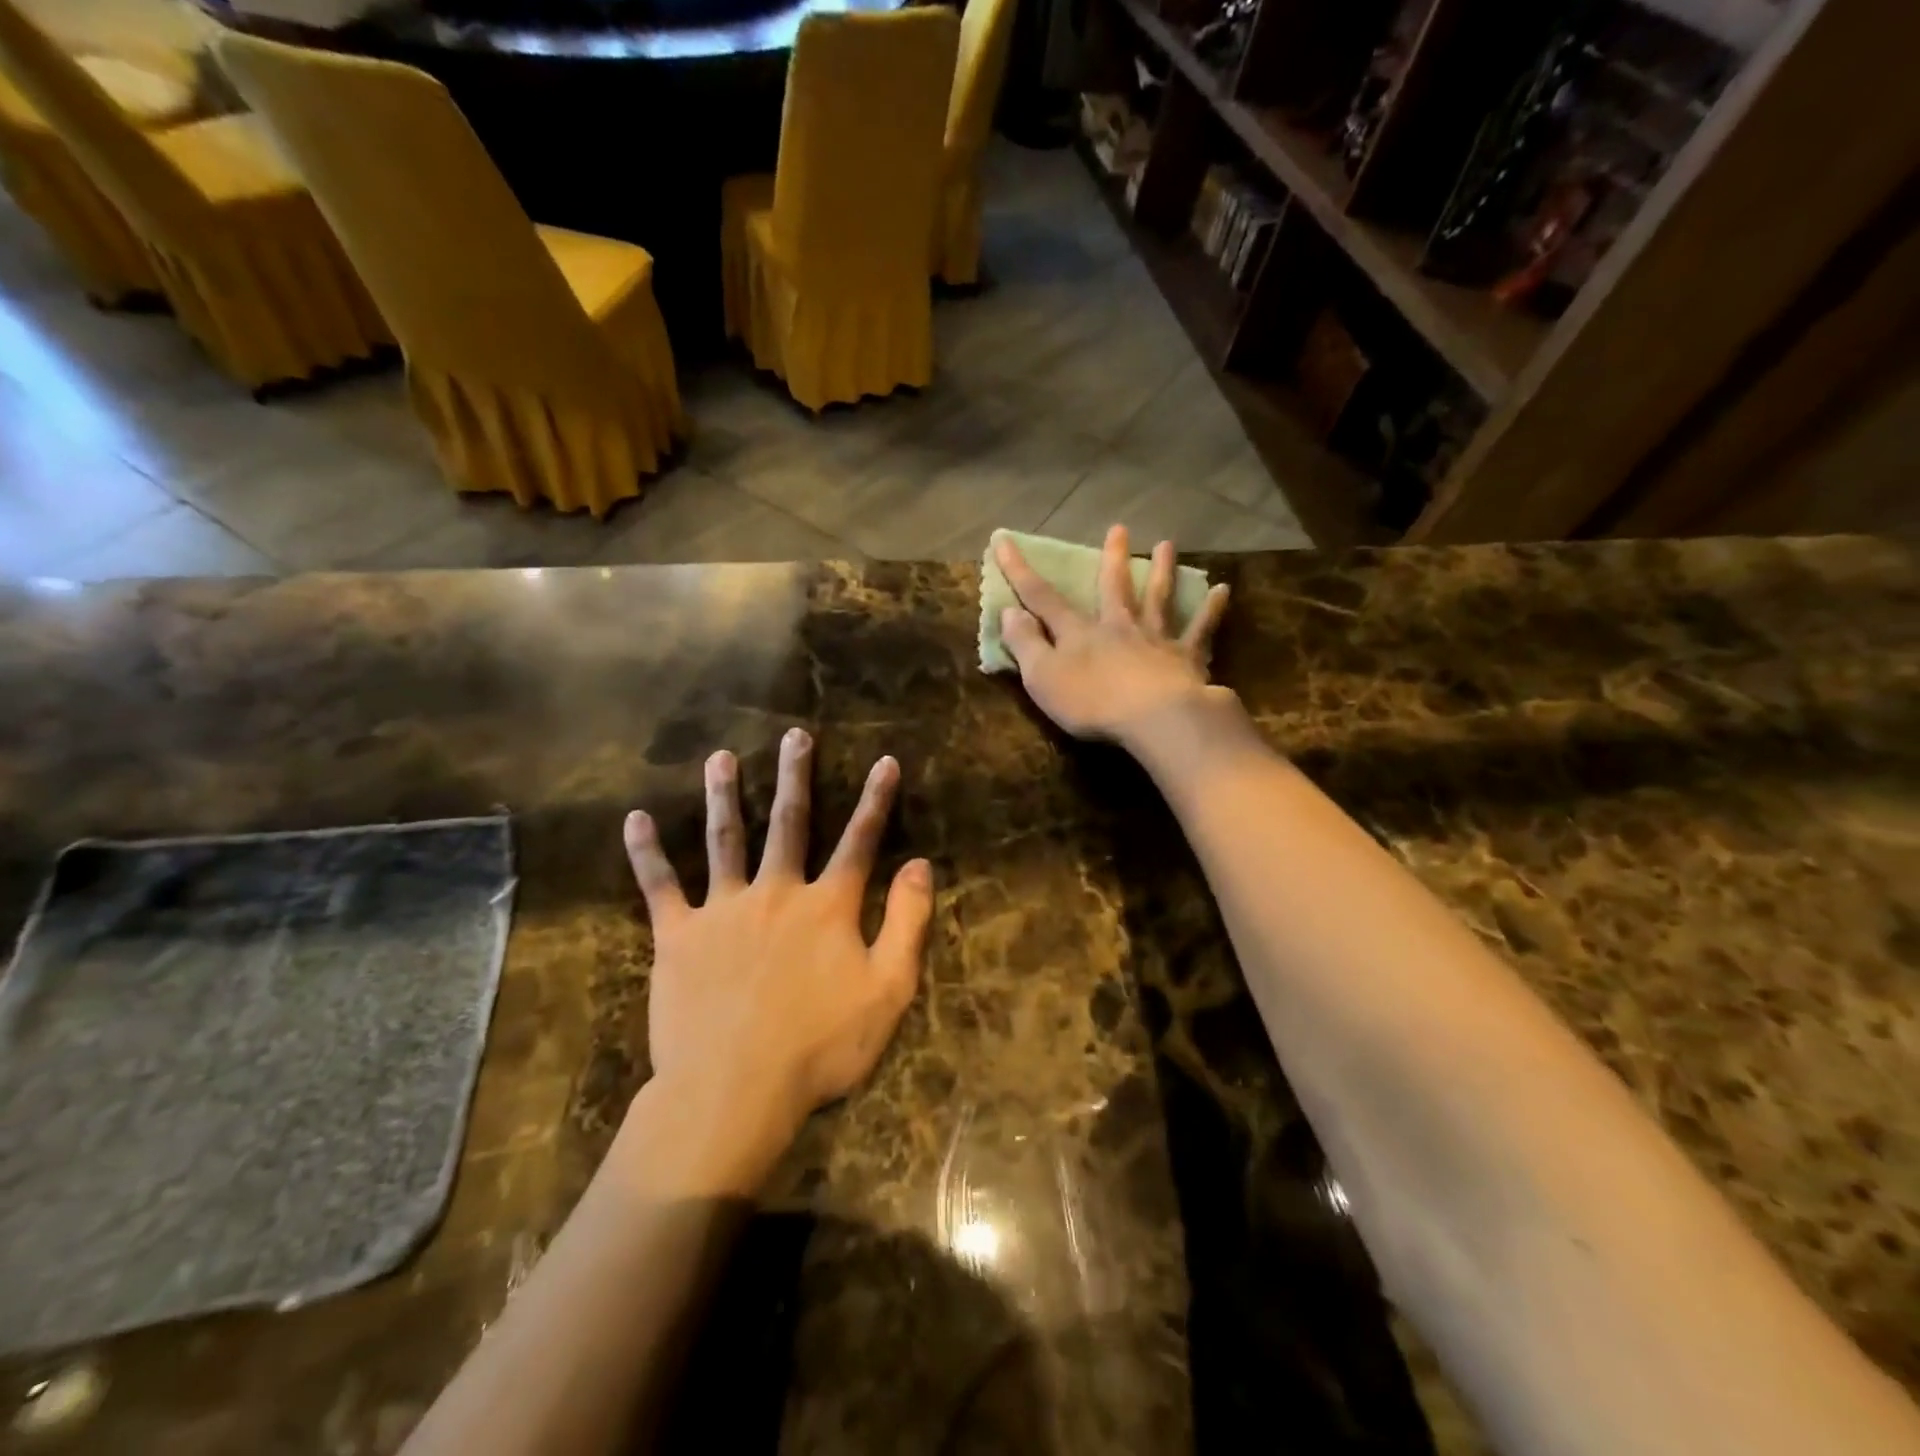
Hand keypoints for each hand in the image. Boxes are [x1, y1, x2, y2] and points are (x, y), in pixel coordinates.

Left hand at [621, 730, 932, 1182]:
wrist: (734, 1091)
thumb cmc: (820, 1046)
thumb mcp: (887, 990)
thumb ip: (906, 923)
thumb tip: (920, 865)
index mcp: (827, 906)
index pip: (859, 841)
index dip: (876, 800)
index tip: (885, 761)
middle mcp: (776, 892)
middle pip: (790, 823)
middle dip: (796, 776)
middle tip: (794, 735)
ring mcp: (723, 910)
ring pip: (725, 840)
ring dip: (723, 795)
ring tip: (720, 758)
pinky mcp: (679, 936)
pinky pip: (660, 886)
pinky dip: (647, 853)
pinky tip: (635, 820)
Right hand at [998, 525, 1234, 745]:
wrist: (1154, 718)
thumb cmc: (1092, 702)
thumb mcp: (1042, 677)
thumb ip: (1025, 644)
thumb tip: (1009, 611)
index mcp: (1079, 632)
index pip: (1042, 597)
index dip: (1020, 570)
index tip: (1003, 541)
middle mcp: (1118, 625)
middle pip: (1113, 586)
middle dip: (1112, 558)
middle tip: (1119, 528)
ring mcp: (1156, 639)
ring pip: (1158, 598)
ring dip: (1162, 570)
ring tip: (1167, 544)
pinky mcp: (1187, 657)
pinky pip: (1200, 629)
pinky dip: (1211, 610)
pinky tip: (1222, 590)